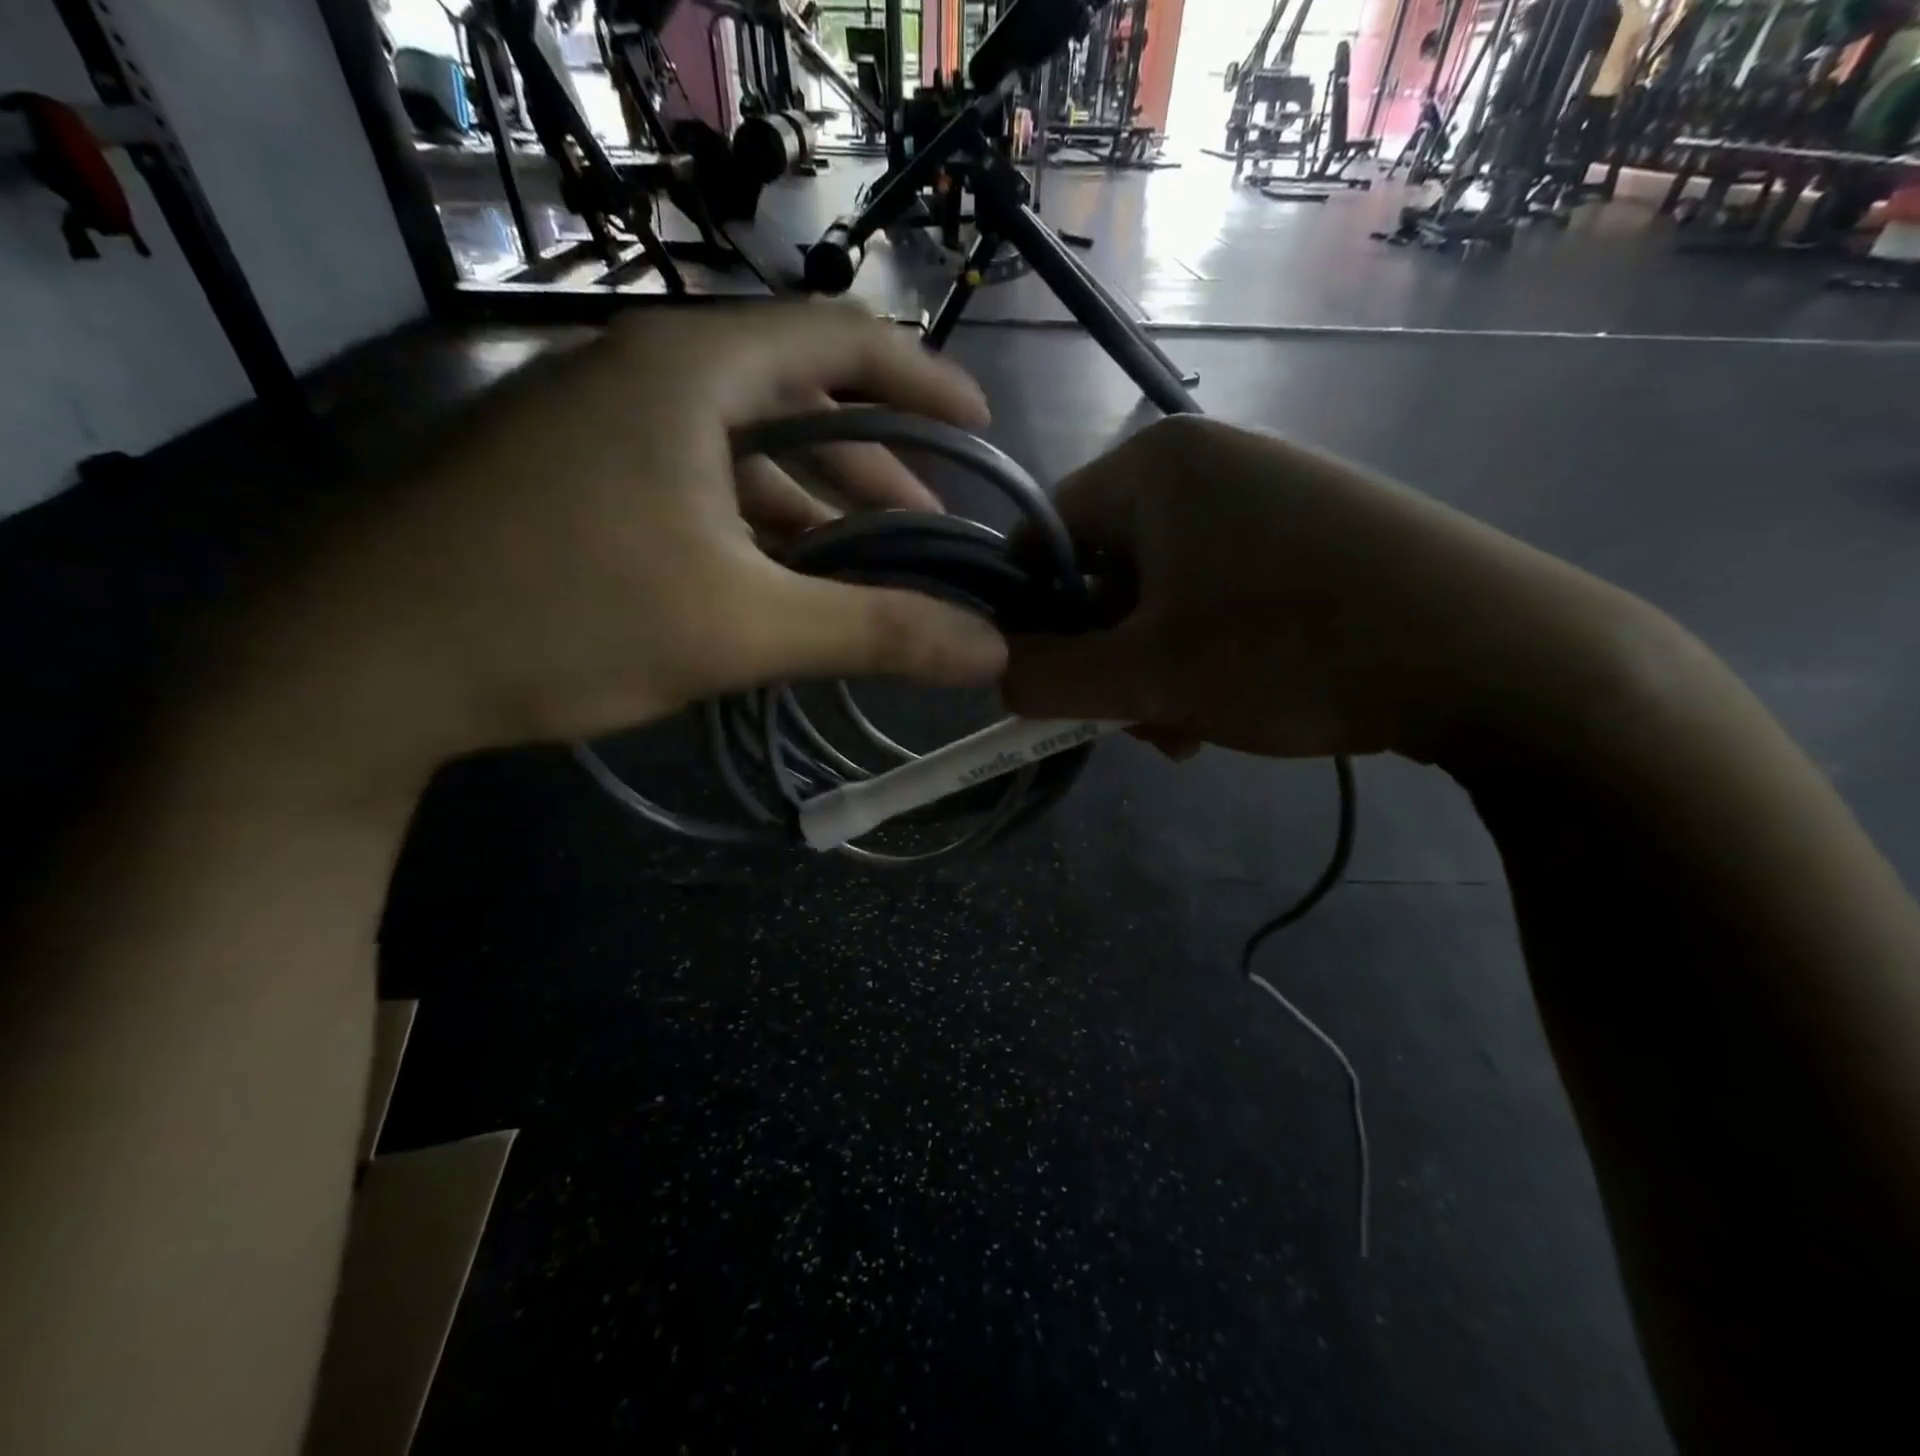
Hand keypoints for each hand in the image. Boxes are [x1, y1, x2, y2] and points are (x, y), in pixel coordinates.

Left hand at [207, 304, 1008, 785]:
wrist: (347, 663)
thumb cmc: (560, 616)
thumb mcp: (741, 628)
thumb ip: (876, 632)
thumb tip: (990, 650)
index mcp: (690, 371)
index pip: (840, 339)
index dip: (923, 380)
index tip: (978, 429)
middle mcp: (641, 373)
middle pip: (794, 400)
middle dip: (874, 467)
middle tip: (929, 529)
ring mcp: (592, 424)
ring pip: (739, 453)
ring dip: (810, 508)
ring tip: (862, 570)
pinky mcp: (563, 478)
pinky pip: (689, 486)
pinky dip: (747, 529)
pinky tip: (771, 585)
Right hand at [1001, 415, 1670, 766]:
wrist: (1500, 655)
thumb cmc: (1294, 650)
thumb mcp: (1147, 677)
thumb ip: (1045, 677)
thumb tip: (992, 670)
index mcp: (1152, 466)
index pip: (1041, 540)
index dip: (1030, 621)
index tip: (1048, 689)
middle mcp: (1205, 462)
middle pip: (1105, 571)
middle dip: (1107, 658)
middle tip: (1135, 724)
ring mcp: (1265, 493)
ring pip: (1163, 593)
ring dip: (1156, 668)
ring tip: (1188, 729)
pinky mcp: (1310, 532)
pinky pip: (1220, 593)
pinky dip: (1207, 652)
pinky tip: (1233, 704)